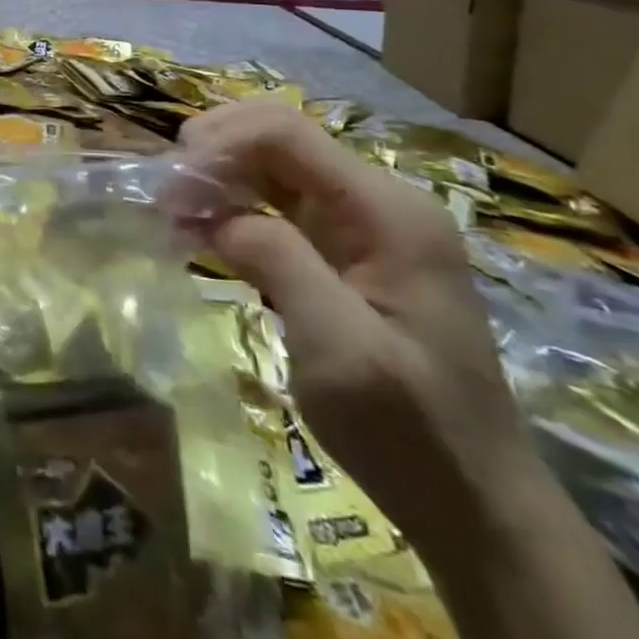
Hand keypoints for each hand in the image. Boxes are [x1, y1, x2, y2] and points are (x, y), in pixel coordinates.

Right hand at [174, 101, 539, 542]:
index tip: (169, 186)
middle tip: (166, 194)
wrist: (472, 504)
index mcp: (387, 211)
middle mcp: (378, 202)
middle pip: (278, 137)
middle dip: (215, 152)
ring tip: (173, 213)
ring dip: (218, 178)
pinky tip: (200, 230)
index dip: (219, 144)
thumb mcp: (339, 348)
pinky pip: (278, 204)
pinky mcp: (345, 252)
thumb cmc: (409, 430)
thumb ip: (279, 261)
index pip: (285, 133)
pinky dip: (233, 207)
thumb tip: (215, 211)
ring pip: (273, 166)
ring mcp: (363, 226)